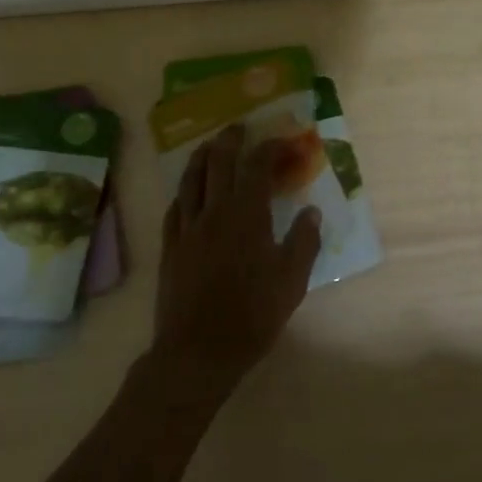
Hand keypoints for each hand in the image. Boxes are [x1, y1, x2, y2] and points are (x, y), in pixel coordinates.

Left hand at [150, 123, 322, 400]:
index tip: (282, 142)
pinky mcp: (170, 249)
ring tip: (208, 146)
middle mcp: (214, 212)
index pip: (256, 166)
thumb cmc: (252, 315)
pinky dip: (183, 192)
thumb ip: (304, 241)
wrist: (198, 353)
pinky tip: (186, 193)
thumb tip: (311, 212)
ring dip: (201, 157)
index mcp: (246, 214)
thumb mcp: (292, 280)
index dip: (269, 148)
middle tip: (238, 128)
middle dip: (229, 140)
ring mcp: (187, 229)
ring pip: (190, 181)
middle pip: (217, 163)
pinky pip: (174, 209)